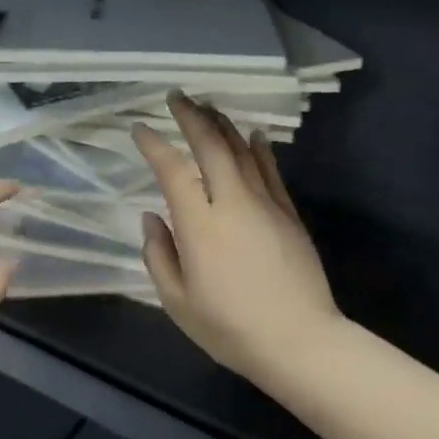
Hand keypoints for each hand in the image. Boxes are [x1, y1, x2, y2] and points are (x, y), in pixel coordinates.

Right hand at [132, 93, 343, 386]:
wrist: (298, 341)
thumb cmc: (229, 328)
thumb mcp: (177, 302)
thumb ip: (159, 255)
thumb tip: (152, 218)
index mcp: (199, 226)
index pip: (172, 171)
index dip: (154, 145)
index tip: (140, 129)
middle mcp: (232, 204)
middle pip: (211, 146)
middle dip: (191, 116)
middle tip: (176, 97)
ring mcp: (266, 205)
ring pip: (242, 151)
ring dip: (223, 124)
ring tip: (207, 107)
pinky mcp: (289, 214)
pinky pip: (271, 170)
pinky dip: (258, 148)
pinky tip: (252, 134)